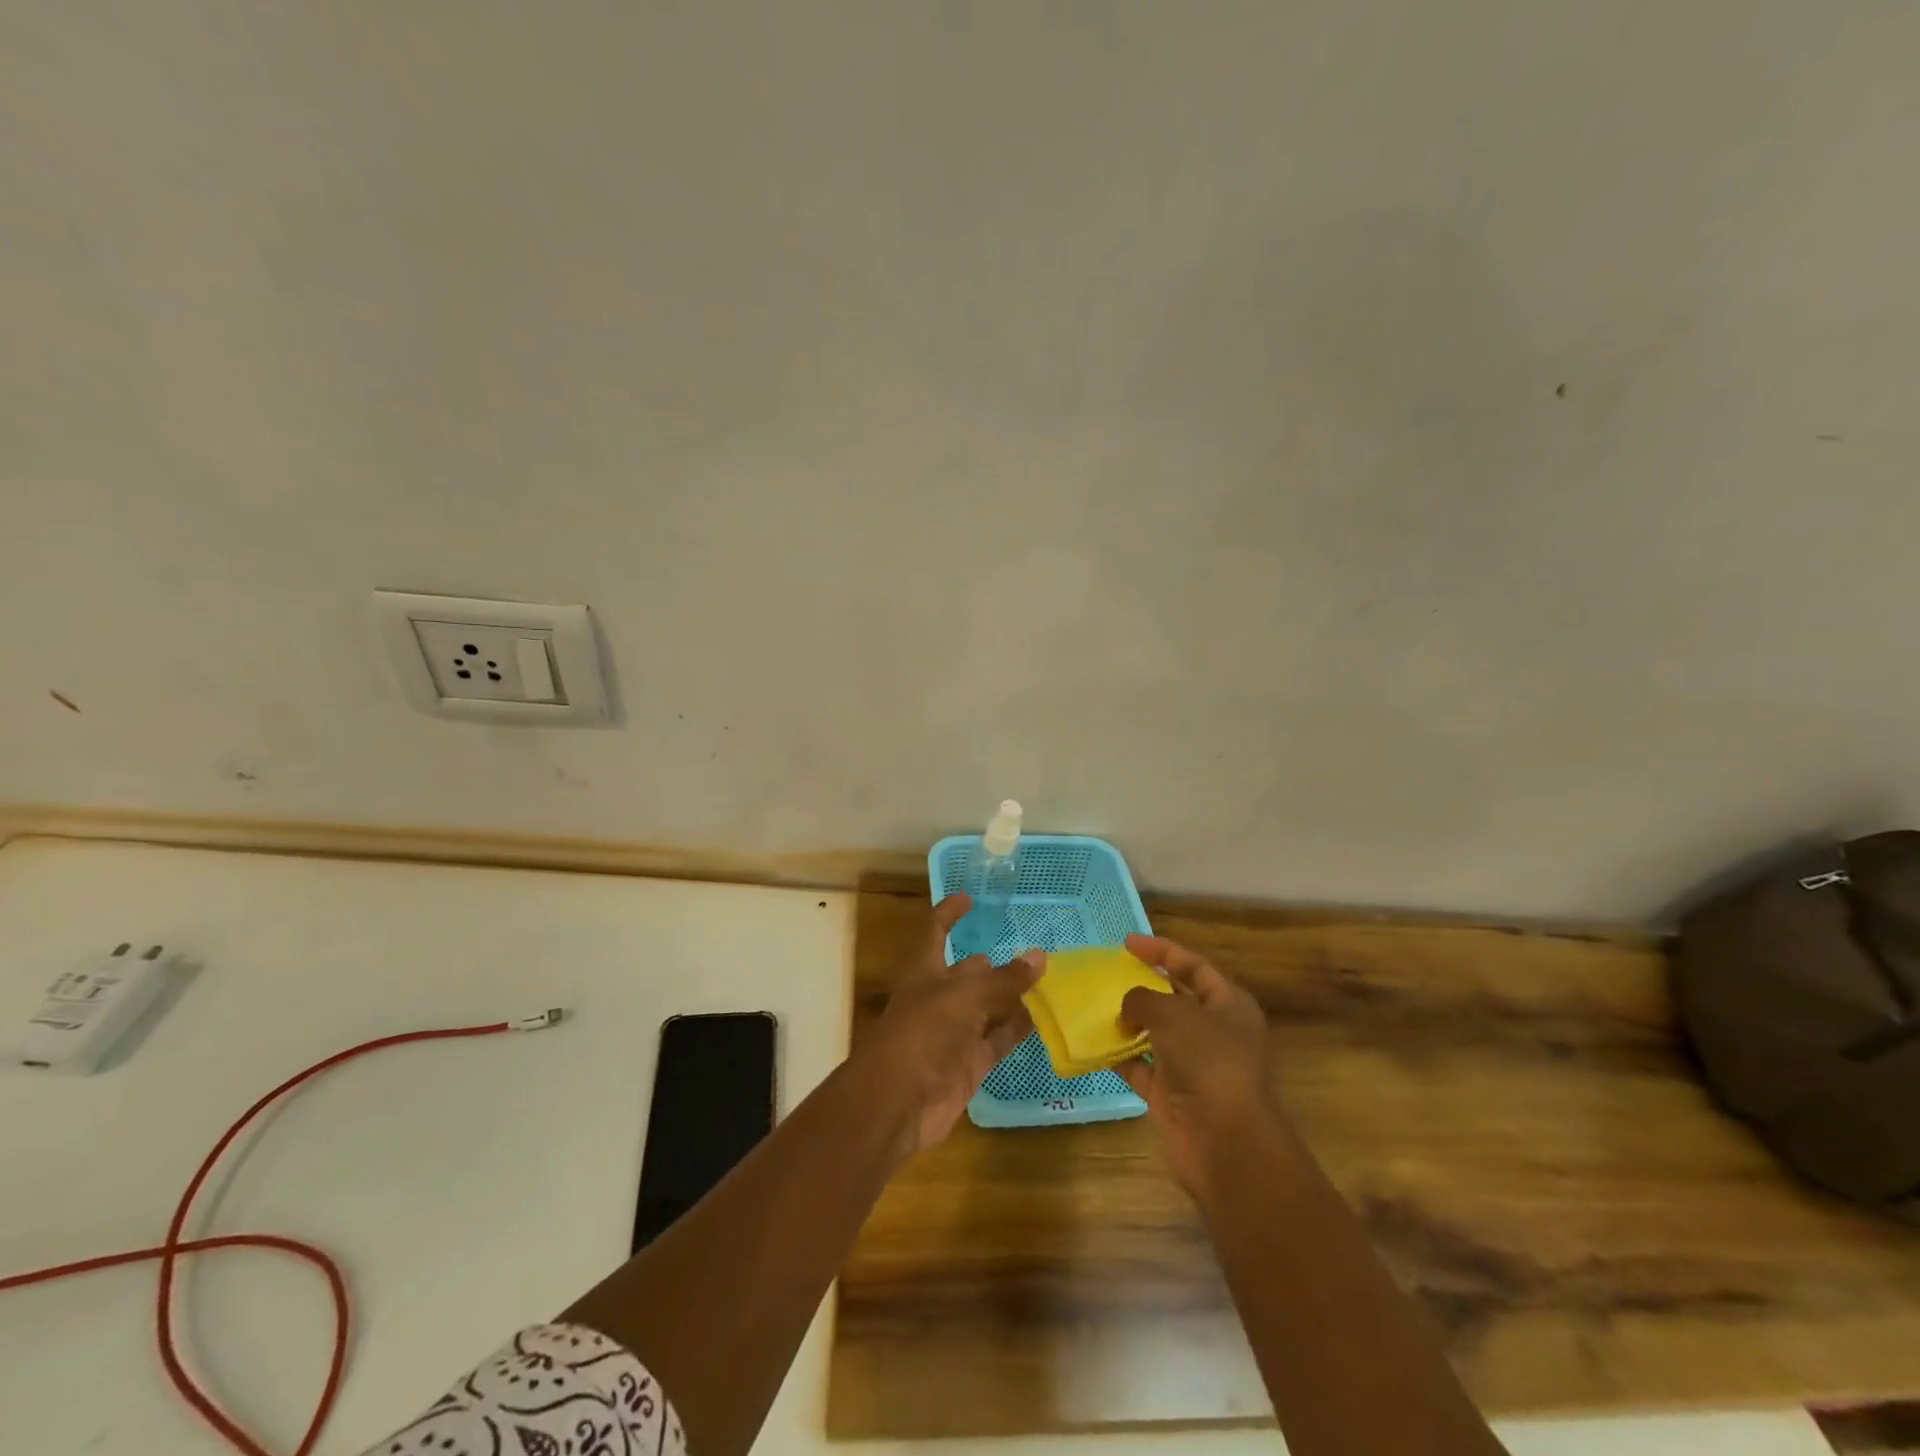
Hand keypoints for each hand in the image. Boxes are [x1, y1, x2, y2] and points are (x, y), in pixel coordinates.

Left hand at [856, 894, 1040, 1157]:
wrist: (898, 1103)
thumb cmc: (924, 1033)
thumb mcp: (966, 997)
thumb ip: (1005, 980)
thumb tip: (1039, 957)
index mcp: (925, 971)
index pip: (937, 932)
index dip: (950, 914)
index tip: (969, 898)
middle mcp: (939, 998)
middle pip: (968, 974)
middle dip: (991, 965)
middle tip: (1029, 953)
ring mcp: (954, 1033)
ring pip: (988, 1008)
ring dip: (1011, 997)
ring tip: (1046, 982)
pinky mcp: (969, 1064)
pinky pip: (998, 1040)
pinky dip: (1017, 1030)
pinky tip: (1042, 1019)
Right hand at [1115, 935, 1278, 1194]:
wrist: (1226, 1142)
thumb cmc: (1208, 1062)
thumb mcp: (1173, 1014)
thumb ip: (1143, 999)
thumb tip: (1128, 1007)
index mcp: (1229, 1005)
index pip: (1193, 966)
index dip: (1162, 951)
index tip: (1127, 942)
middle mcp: (1214, 1032)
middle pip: (1175, 999)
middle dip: (1144, 986)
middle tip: (1109, 973)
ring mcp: (1194, 1065)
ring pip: (1156, 1034)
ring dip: (1129, 1022)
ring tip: (1096, 1005)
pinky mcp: (1173, 1094)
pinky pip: (1141, 1067)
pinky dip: (1120, 1057)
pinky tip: (1095, 1044)